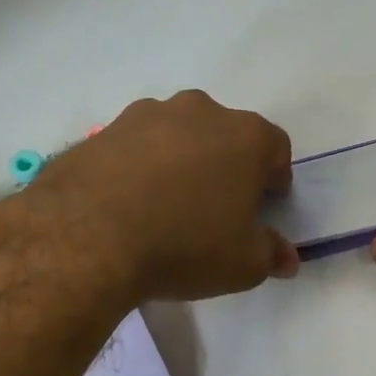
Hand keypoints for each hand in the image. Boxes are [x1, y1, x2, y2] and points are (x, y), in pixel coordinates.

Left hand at [30, 91, 298, 302]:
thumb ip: (270, 254)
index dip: (274, 176)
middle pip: (224, 134)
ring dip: (180, 160)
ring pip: (177, 135)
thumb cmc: (185, 246)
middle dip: (226, 164)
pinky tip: (128, 203)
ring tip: (166, 205)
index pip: (276, 147)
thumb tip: (287, 258)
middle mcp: (199, 111)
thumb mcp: (243, 264)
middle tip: (216, 205)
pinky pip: (134, 146)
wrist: (88, 237)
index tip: (265, 203)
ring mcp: (145, 115)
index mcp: (245, 136)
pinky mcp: (103, 129)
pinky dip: (139, 167)